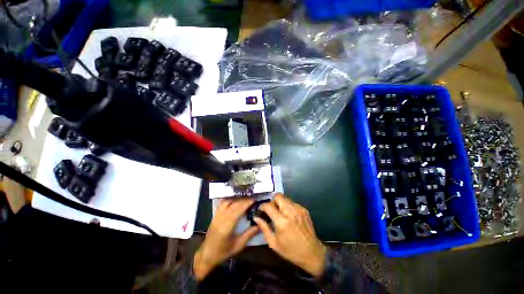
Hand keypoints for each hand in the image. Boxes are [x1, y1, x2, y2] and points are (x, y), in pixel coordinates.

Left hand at [193, 198, 258, 280]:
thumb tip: (260, 225)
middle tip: (252, 199)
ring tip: (245, 199)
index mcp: (226, 227)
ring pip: (227, 202)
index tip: (254, 200)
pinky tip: (235, 200)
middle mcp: (221, 218)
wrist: (206, 255)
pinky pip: (222, 203)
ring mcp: (216, 216)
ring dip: (236, 198)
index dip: (246, 203)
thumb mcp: (238, 245)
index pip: (237, 210)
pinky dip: (229, 199)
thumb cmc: (223, 252)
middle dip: (243, 200)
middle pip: (233, 204)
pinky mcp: (215, 215)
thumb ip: (249, 234)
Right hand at [254, 194, 326, 277]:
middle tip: (272, 210)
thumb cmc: (291, 251)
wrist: (312, 253)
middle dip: (273, 201)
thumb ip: (264, 228)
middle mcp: (290, 212)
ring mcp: (298, 209)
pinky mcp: (304, 209)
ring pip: (285, 198)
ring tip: (280, 213)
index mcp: (282, 222)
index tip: (261, 209)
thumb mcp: (274, 243)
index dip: (263, 206)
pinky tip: (289, 216)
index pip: (269, 206)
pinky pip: (292, 203)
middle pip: (278, 196)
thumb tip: (256, 217)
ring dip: (280, 203)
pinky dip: (288, 207)